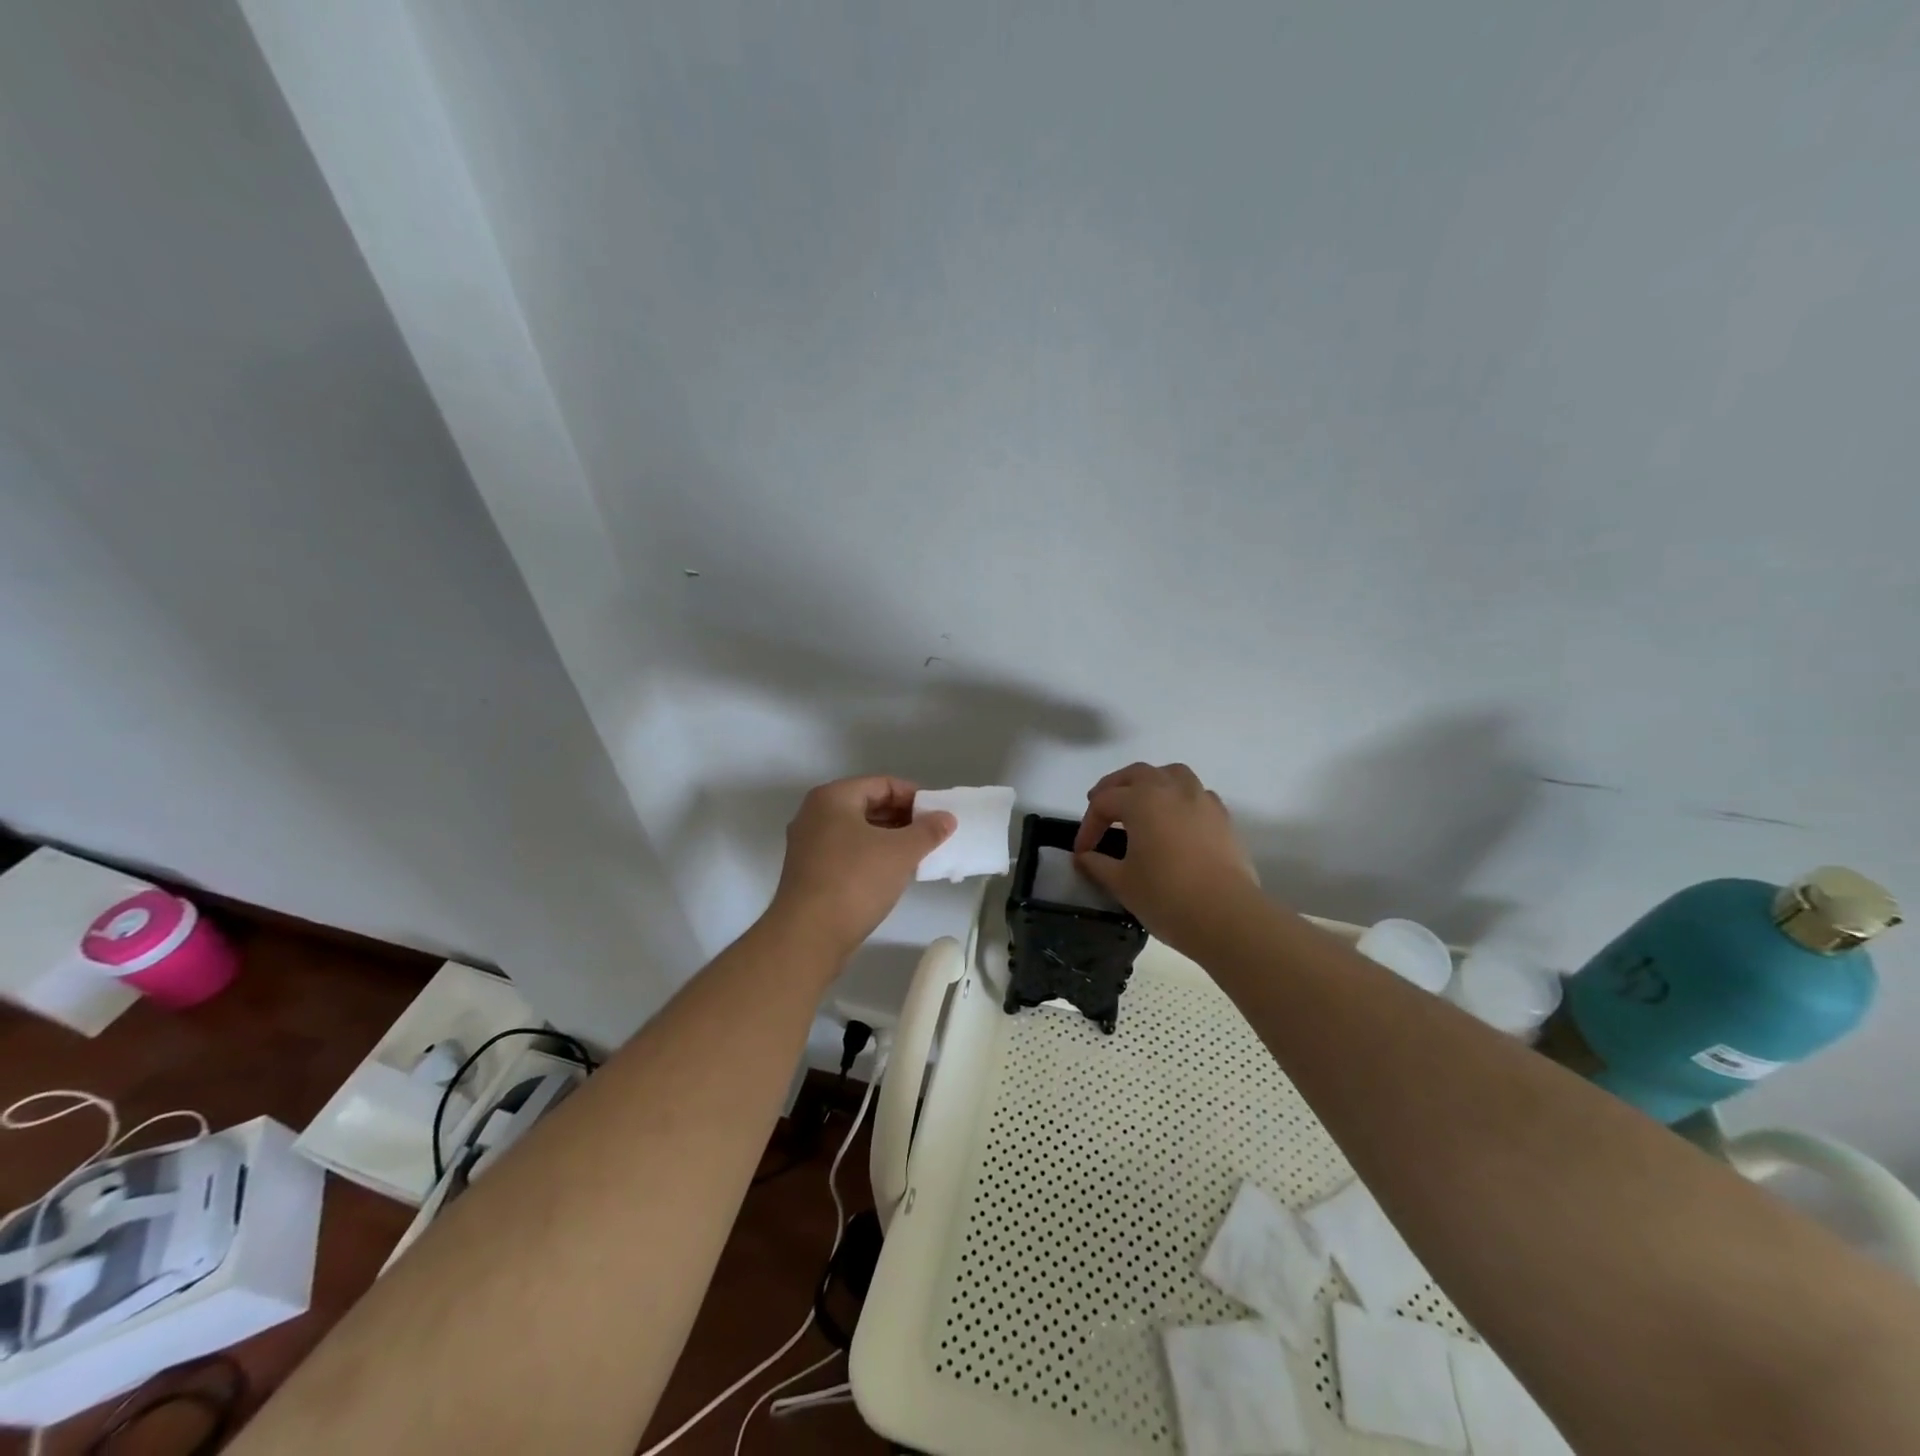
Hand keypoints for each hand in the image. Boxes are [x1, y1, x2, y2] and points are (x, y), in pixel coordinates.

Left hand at [767, 776, 955, 961]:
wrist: (808, 935)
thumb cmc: (855, 881)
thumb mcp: (900, 852)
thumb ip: (927, 831)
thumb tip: (947, 818)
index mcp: (833, 798)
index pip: (882, 784)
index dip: (914, 796)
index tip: (937, 815)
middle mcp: (815, 814)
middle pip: (868, 805)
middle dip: (902, 818)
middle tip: (931, 835)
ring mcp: (808, 844)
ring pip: (857, 831)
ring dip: (888, 838)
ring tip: (917, 854)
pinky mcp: (809, 872)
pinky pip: (847, 852)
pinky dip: (871, 856)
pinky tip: (892, 873)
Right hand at [1073, 762, 1260, 954]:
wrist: (1227, 916)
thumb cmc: (1166, 896)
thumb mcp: (1122, 883)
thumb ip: (1097, 865)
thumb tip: (1084, 857)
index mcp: (1141, 800)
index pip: (1104, 803)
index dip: (1088, 826)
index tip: (1082, 852)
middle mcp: (1172, 789)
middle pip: (1136, 774)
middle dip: (1114, 788)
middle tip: (1101, 806)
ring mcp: (1202, 800)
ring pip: (1172, 774)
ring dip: (1150, 783)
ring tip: (1141, 802)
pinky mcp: (1223, 818)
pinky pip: (1196, 794)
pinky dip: (1179, 798)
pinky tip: (1175, 820)